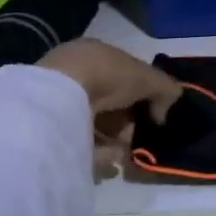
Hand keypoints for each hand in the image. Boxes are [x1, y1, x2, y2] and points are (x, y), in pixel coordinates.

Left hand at [37, 39, 182, 175]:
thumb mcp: (149, 77)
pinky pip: (79, 142)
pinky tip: (109, 160)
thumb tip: (161, 116)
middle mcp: (76, 75)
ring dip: (113, 141)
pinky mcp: (49, 128)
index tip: (152, 116)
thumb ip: (166, 90)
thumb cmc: (108, 75)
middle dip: (127, 123)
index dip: (141, 96)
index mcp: (97, 55)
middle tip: (138, 138)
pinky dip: (96, 152)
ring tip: (125, 154)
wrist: (62, 94)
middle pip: (111, 104)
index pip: (124, 77)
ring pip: (95, 125)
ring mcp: (60, 101)